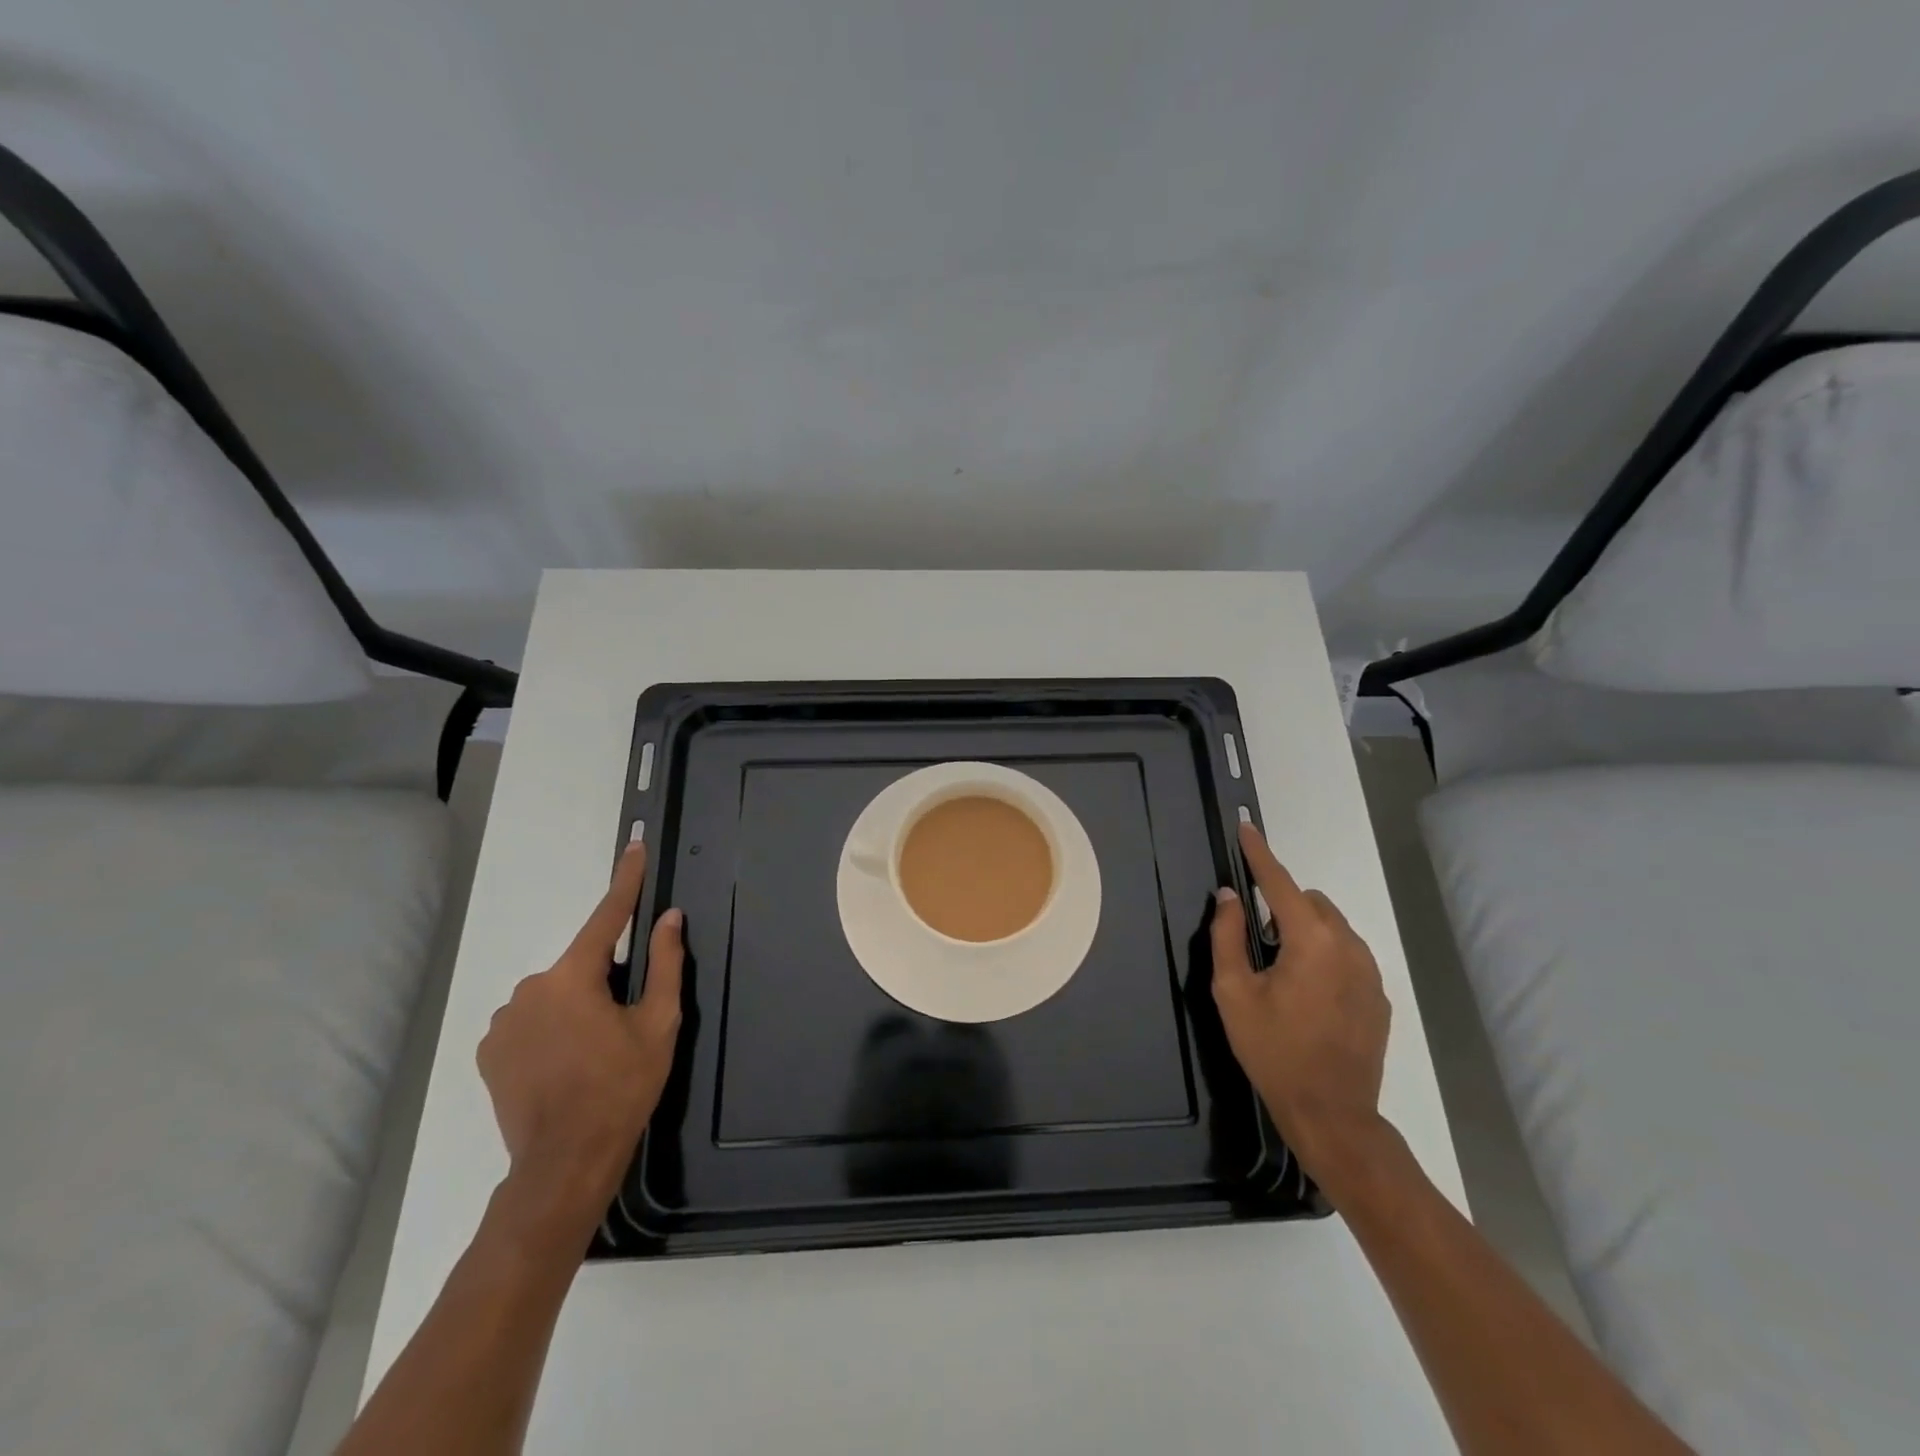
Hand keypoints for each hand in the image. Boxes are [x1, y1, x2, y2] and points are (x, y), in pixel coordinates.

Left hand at [477, 843, 683, 1240]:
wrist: (564, 1162)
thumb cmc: (622, 1087)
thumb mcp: (658, 1024)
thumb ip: (665, 964)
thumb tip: (669, 918)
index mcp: (574, 977)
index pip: (607, 916)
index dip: (626, 881)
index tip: (634, 847)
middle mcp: (530, 987)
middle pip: (581, 966)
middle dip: (605, 981)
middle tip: (624, 1025)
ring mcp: (503, 1020)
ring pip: (555, 995)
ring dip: (576, 1007)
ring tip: (592, 1054)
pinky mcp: (489, 1050)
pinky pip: (530, 1020)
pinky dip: (550, 1029)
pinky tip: (563, 1064)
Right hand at [1210, 822, 1391, 1194]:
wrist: (1331, 1113)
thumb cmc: (1273, 1050)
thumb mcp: (1233, 993)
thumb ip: (1227, 936)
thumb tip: (1229, 896)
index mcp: (1310, 941)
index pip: (1279, 883)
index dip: (1259, 854)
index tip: (1246, 827)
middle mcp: (1348, 946)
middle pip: (1310, 902)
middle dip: (1281, 906)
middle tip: (1258, 945)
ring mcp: (1370, 972)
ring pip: (1332, 926)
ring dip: (1304, 931)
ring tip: (1283, 973)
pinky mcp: (1379, 995)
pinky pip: (1347, 954)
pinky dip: (1325, 955)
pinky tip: (1309, 996)